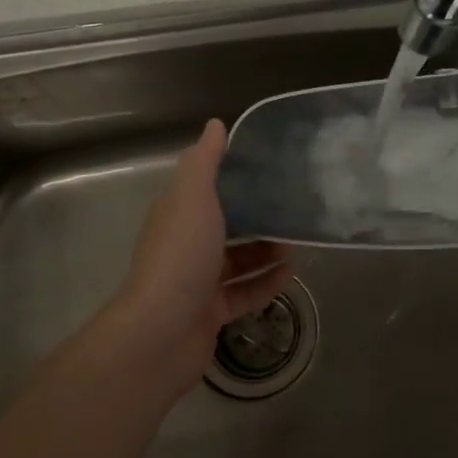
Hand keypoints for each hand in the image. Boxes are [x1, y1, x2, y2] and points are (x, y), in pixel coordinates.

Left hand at [104, 119, 294, 401]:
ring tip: (297, 240)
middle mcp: (185, 244)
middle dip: (257, 215)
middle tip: (293, 206)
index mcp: (177, 213)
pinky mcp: (210, 313)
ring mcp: (197, 281)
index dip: (235, 175)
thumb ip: (205, 161)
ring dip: (266, 250)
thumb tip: (216, 124)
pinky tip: (292, 273)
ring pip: (237, 259)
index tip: (270, 166)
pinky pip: (244, 292)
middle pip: (225, 224)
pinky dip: (266, 282)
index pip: (207, 186)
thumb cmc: (180, 255)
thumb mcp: (193, 196)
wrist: (159, 333)